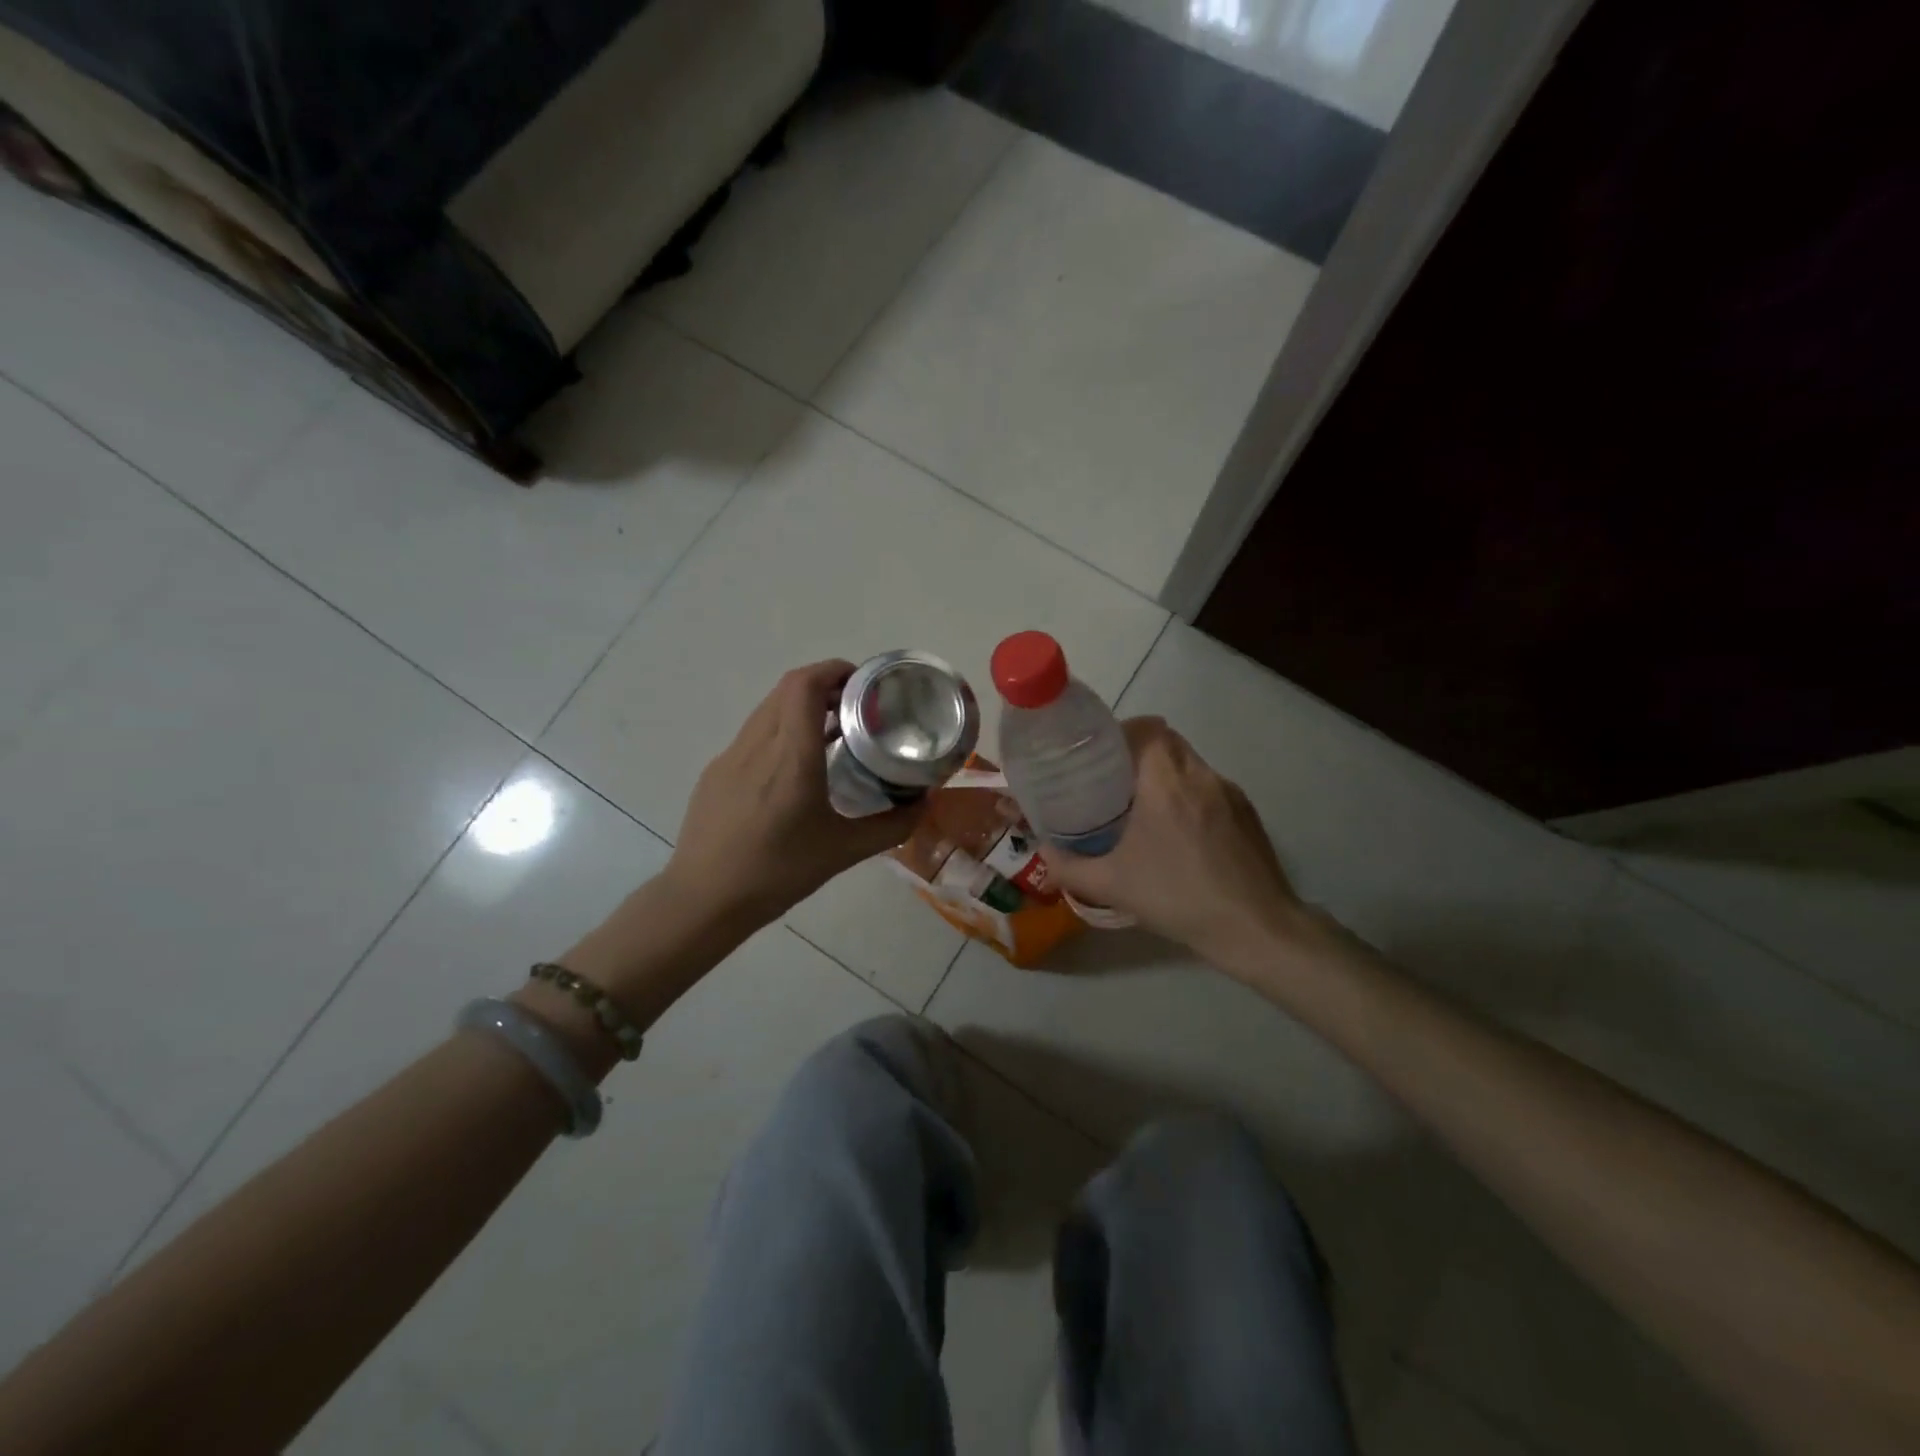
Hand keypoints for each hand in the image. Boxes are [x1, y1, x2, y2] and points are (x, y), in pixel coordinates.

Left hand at [663, 660, 921, 928]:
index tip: (864, 683)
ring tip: (830, 733)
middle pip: (788, 688)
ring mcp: (730, 756)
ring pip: (768, 709)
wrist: (704, 899)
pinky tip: (794, 769)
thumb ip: (891, 826)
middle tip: (856, 707)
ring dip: (800, 706)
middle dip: (825, 685)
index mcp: (791, 756)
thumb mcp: (844, 852)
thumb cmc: (778, 873)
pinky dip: (780, 730)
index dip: (834, 669)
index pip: (805, 685)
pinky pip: (753, 734)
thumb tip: (924, 804)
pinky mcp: (716, 772)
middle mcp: (758, 744)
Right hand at [1040, 718, 1307, 968]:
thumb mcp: (1112, 885)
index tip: (1099, 755)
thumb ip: (1068, 867)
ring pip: (1190, 764)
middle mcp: (1201, 776)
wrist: (1255, 928)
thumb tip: (1043, 853)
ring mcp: (1230, 793)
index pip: (1147, 727)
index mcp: (1167, 782)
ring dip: (1165, 774)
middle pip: (1168, 741)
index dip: (1121, 732)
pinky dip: (1188, 795)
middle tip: (1112, 782)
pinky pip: (1210, 788)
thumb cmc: (1178, 898)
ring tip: (1142, 808)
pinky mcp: (1248, 813)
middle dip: (1138, 753)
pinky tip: (1178, 834)